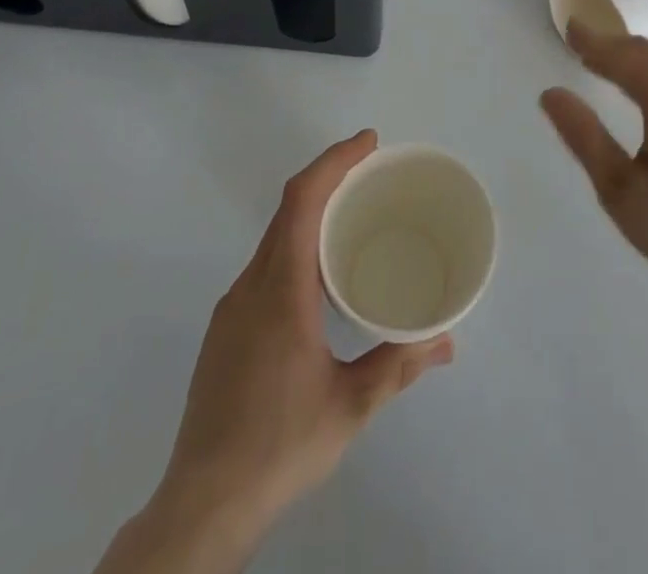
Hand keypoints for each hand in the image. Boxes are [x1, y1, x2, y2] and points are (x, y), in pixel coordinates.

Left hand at [99, 131, 452, 573]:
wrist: (201, 505)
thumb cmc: (279, 446)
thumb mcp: (350, 407)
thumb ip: (398, 365)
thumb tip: (446, 341)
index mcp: (281, 289)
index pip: (303, 200)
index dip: (334, 161)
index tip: (368, 143)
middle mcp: (251, 285)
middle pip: (288, 209)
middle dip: (329, 177)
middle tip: (371, 171)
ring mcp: (232, 307)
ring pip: (275, 237)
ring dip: (312, 213)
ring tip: (353, 218)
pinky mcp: (225, 330)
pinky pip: (265, 264)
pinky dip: (296, 245)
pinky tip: (319, 278)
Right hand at [541, 23, 647, 309]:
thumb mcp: (621, 188)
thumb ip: (585, 136)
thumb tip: (551, 94)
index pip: (625, 56)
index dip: (593, 41)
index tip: (568, 28)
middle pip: (647, 54)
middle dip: (610, 45)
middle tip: (577, 41)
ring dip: (629, 60)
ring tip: (598, 62)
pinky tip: (636, 92)